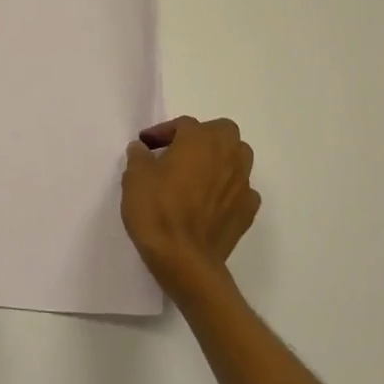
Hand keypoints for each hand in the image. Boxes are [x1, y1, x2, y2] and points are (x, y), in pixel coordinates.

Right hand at [121, 116, 260, 296]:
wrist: (184, 259)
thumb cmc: (156, 211)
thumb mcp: (134, 178)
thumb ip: (139, 157)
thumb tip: (142, 149)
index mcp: (199, 140)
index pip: (183, 124)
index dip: (163, 132)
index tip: (146, 146)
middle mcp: (227, 155)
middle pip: (222, 132)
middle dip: (202, 137)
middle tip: (179, 152)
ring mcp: (242, 183)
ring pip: (238, 157)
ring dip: (220, 159)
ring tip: (197, 174)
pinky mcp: (248, 210)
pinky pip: (241, 189)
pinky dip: (228, 189)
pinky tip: (211, 201)